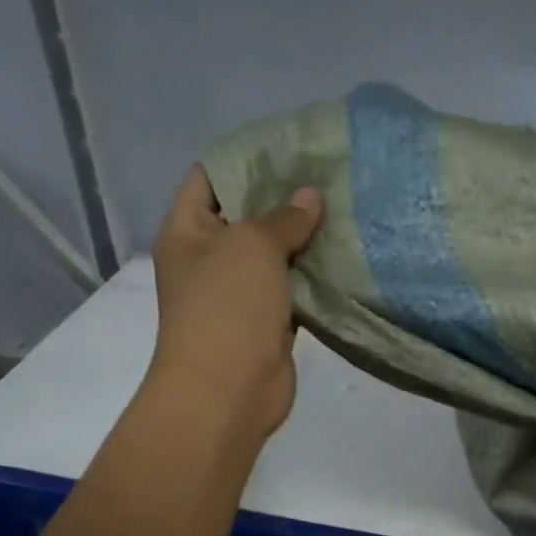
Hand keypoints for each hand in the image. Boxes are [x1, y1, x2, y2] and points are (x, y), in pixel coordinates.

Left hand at [148, 165, 322, 439]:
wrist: (227, 390)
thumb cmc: (226, 307)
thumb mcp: (251, 245)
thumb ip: (283, 217)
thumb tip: (310, 197)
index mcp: (188, 229)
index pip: (211, 176)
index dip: (247, 157)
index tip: (291, 144)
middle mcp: (210, 256)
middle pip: (247, 214)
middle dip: (285, 196)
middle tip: (330, 173)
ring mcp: (239, 291)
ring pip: (276, 253)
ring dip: (306, 236)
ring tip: (346, 206)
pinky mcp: (269, 320)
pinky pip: (294, 287)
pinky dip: (315, 273)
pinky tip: (347, 253)